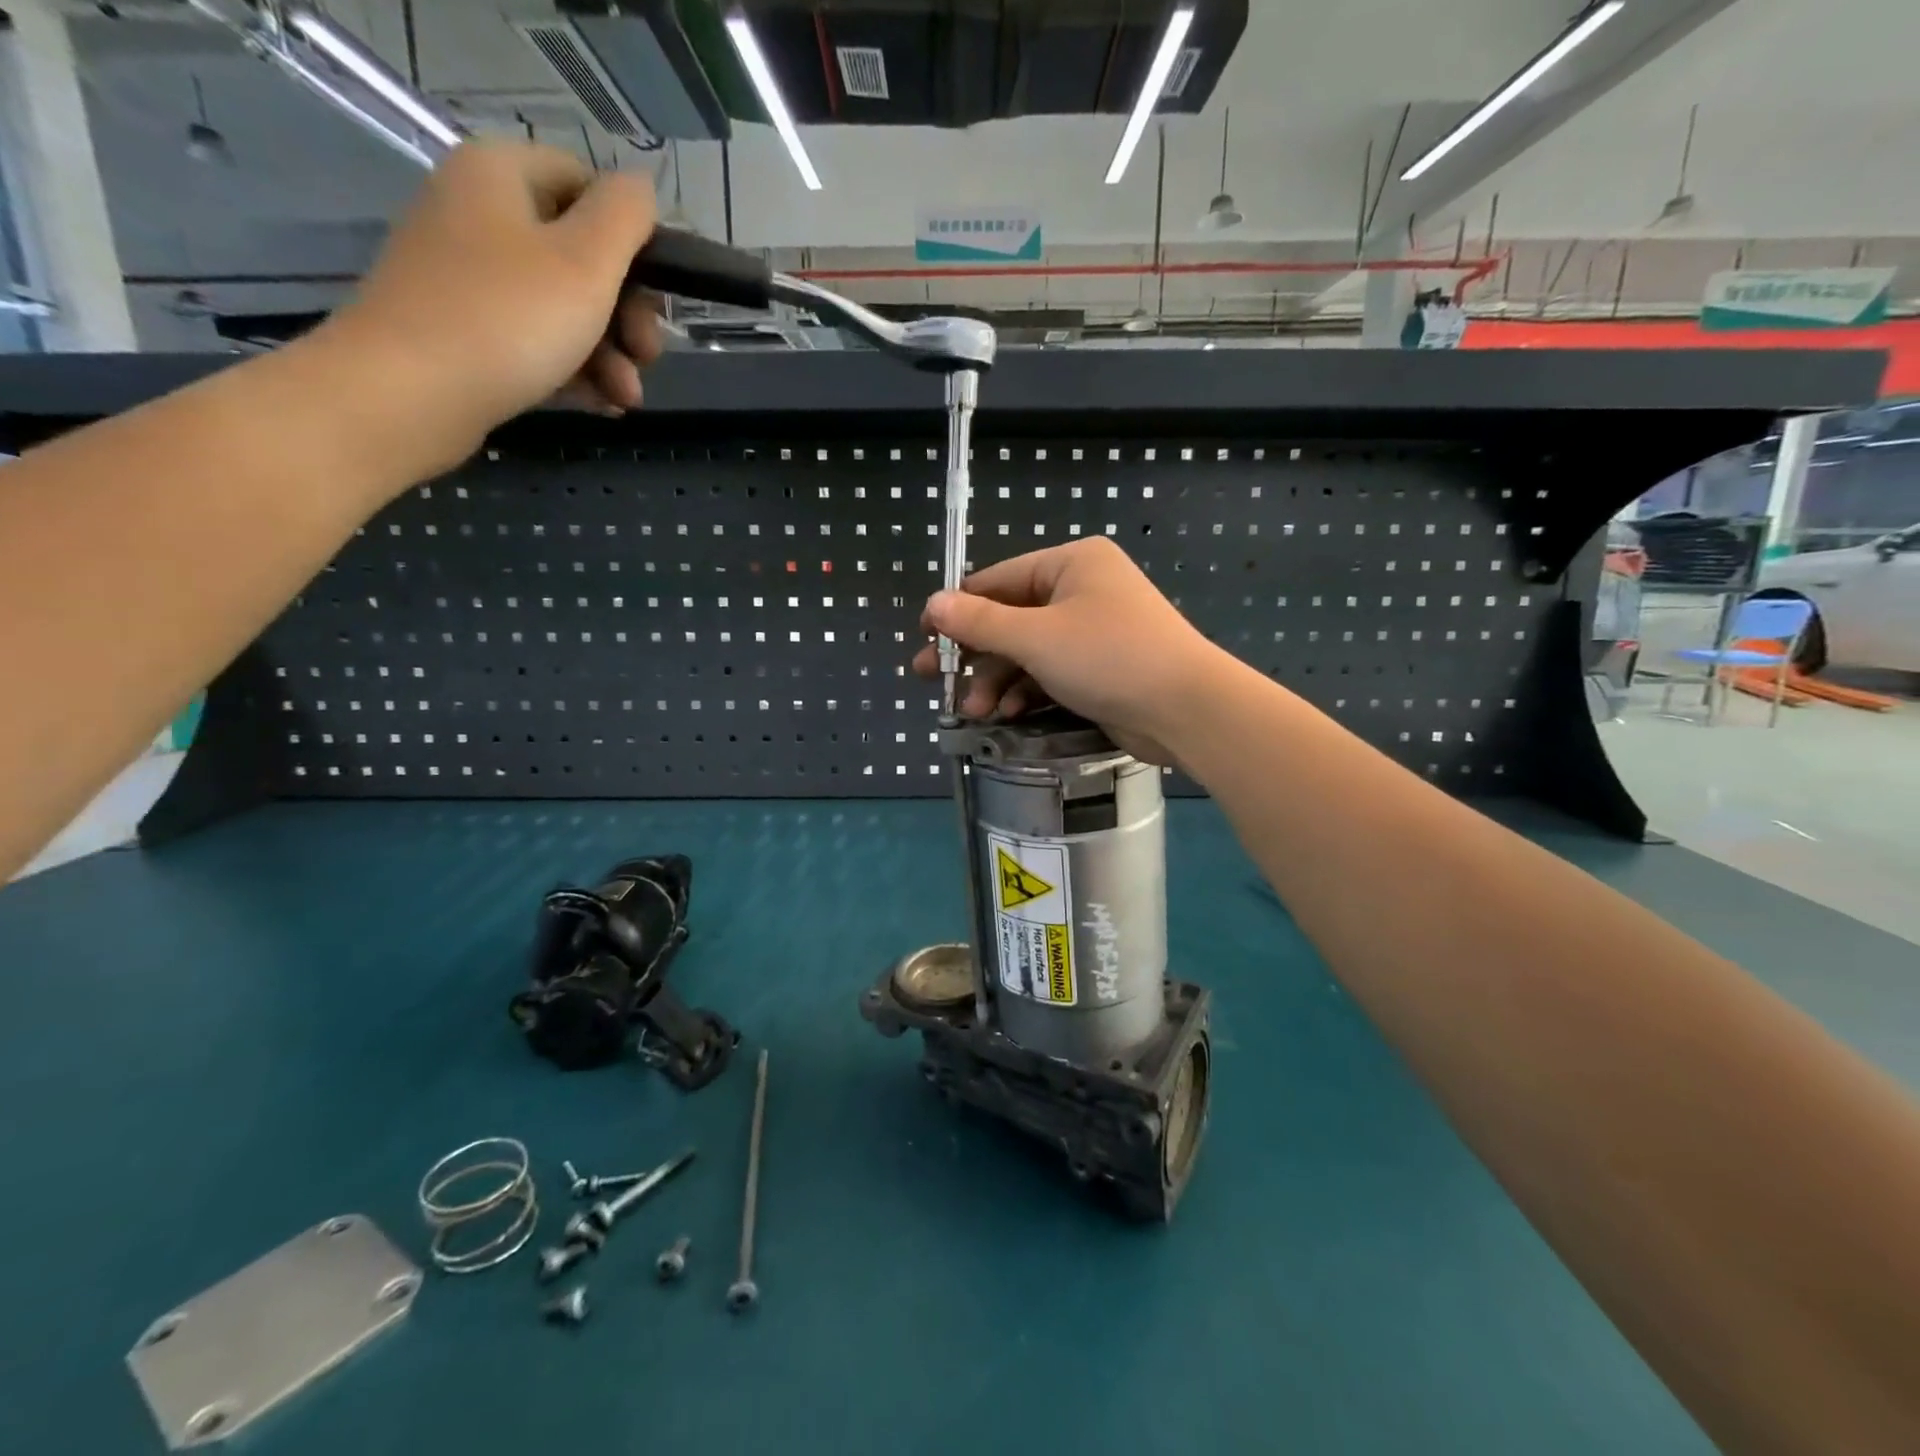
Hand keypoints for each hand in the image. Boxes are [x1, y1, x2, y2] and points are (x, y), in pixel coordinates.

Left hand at [316, 140, 663, 476]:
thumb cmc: (508, 319)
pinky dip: (577, 371)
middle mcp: (481, 214)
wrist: (409, 394)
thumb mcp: (585, 262)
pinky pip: (538, 342)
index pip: (588, 185)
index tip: (659, 295)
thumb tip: (643, 186)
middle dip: (628, 315)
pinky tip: (603, 405)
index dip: (634, 239)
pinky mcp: (467, 331)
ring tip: (626, 399)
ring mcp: (471, 277)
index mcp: (502, 175)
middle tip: (647, 357)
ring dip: (610, 355)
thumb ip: (625, 216)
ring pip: (566, 308)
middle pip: (583, 255)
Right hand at [913, 538, 1233, 763]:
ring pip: (1028, 651)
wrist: (1186, 710)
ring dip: (998, 681)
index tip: (922, 636)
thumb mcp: (1036, 638)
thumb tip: (932, 604)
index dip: (956, 609)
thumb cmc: (1109, 657)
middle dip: (974, 654)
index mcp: (1071, 564)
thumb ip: (980, 623)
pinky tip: (1007, 715)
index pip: (998, 580)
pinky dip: (1027, 692)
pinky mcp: (1100, 669)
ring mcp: (1093, 631)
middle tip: (931, 678)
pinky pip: (1050, 673)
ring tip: (974, 712)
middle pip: (1010, 619)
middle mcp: (1082, 590)